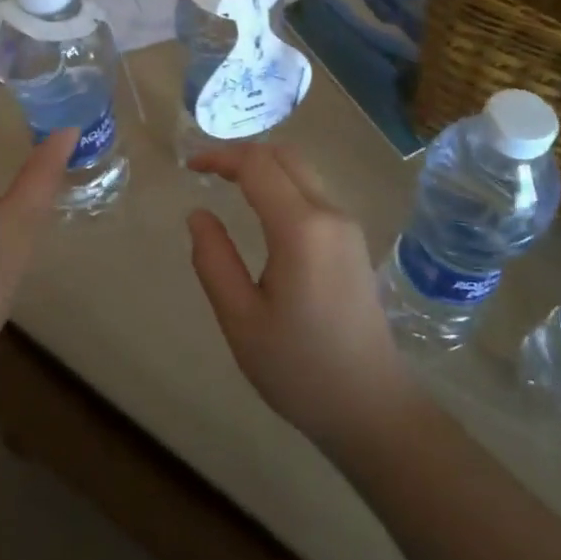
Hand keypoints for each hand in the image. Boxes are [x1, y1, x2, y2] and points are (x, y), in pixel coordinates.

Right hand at [187, 143, 418, 454]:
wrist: (371, 406)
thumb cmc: (299, 368)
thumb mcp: (241, 319)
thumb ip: (214, 260)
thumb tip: (198, 215)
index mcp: (301, 229)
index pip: (257, 165)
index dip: (220, 156)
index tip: (189, 166)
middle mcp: (330, 214)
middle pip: (285, 156)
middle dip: (243, 153)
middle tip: (207, 170)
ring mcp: (348, 226)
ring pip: (303, 171)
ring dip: (265, 166)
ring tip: (228, 183)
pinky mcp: (354, 241)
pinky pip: (315, 192)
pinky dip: (283, 184)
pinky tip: (262, 208)